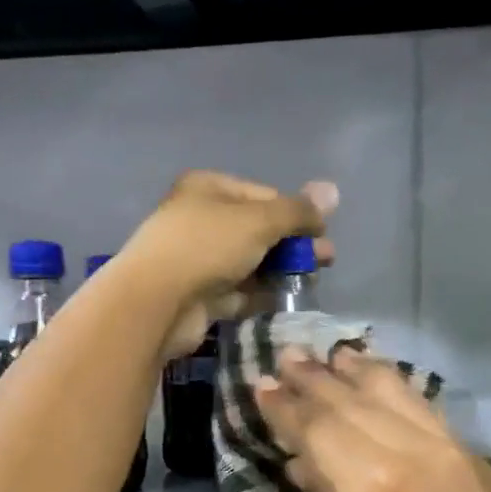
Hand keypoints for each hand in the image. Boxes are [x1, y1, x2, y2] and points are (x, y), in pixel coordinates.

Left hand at [120, 171, 335, 358]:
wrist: (157, 303)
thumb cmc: (206, 246)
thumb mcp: (259, 221)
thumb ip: (297, 211)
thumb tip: (333, 191)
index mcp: (209, 188)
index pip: (264, 195)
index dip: (296, 213)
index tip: (321, 234)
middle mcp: (202, 219)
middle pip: (259, 229)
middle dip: (293, 244)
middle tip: (325, 260)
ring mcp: (200, 259)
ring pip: (251, 261)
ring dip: (281, 269)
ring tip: (311, 280)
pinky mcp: (201, 295)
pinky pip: (240, 290)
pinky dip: (262, 293)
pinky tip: (287, 299)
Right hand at [253, 349, 490, 491]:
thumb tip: (304, 464)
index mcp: (368, 485)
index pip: (316, 427)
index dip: (285, 406)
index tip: (262, 384)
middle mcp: (408, 451)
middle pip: (351, 400)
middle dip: (314, 377)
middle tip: (288, 355)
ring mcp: (448, 448)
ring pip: (395, 391)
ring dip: (358, 370)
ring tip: (333, 354)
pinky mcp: (475, 456)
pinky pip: (426, 408)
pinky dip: (397, 388)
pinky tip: (383, 380)